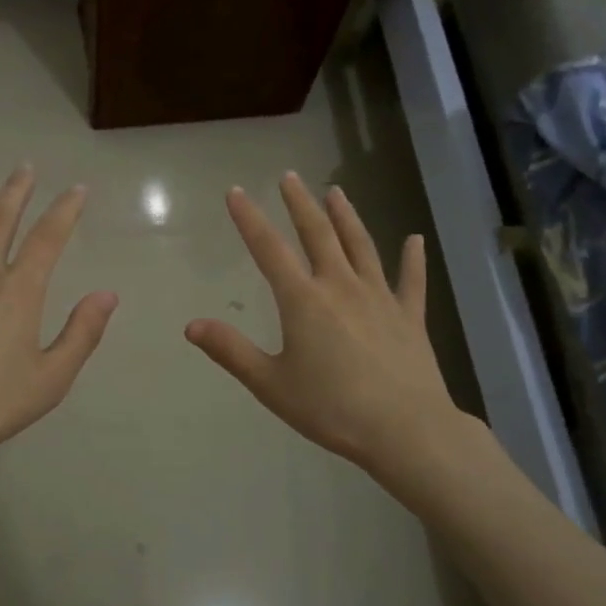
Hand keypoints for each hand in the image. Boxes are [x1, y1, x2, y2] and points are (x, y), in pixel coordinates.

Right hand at [185, 173, 475, 506]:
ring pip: (360, 247)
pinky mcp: (409, 316)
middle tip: (290, 176)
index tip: (236, 192)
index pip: (269, 249)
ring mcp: (379, 298)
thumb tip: (191, 325)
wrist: (405, 429)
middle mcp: (340, 287)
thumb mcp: (271, 384)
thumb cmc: (331, 408)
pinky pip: (411, 281)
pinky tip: (415, 240)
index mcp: (303, 300)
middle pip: (318, 234)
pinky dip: (412, 259)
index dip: (250, 219)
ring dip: (347, 217)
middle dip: (300, 204)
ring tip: (336, 192)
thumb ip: (231, 351)